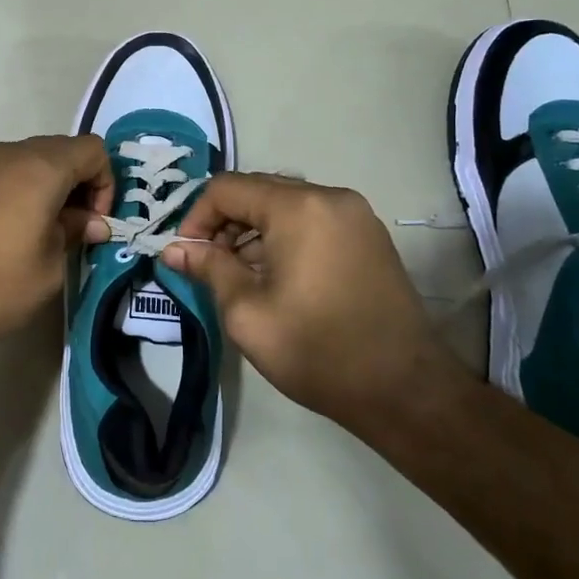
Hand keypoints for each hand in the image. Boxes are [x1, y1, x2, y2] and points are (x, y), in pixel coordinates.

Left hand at [0, 135, 114, 364]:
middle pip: (60, 151)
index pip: (92, 149)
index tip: (94, 224)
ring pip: (27, 162)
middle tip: (74, 230)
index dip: (105, 183)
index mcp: (39, 167)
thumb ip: (74, 233)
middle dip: (77, 185)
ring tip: (40, 235)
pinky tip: (4, 236)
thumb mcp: (48, 268)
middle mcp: (6, 154)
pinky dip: (16, 194)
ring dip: (46, 189)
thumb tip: (89, 221)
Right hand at [162, 173, 445, 423]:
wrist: (405, 390)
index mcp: (298, 207)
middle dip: (225, 223)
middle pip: (258, 190)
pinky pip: (313, 218)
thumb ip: (208, 269)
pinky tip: (278, 276)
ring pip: (286, 204)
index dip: (197, 217)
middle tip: (210, 266)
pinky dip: (285, 236)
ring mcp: (355, 214)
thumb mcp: (247, 313)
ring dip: (254, 230)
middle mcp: (329, 196)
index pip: (227, 188)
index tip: (186, 255)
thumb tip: (173, 249)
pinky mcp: (369, 235)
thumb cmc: (317, 351)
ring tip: (242, 276)